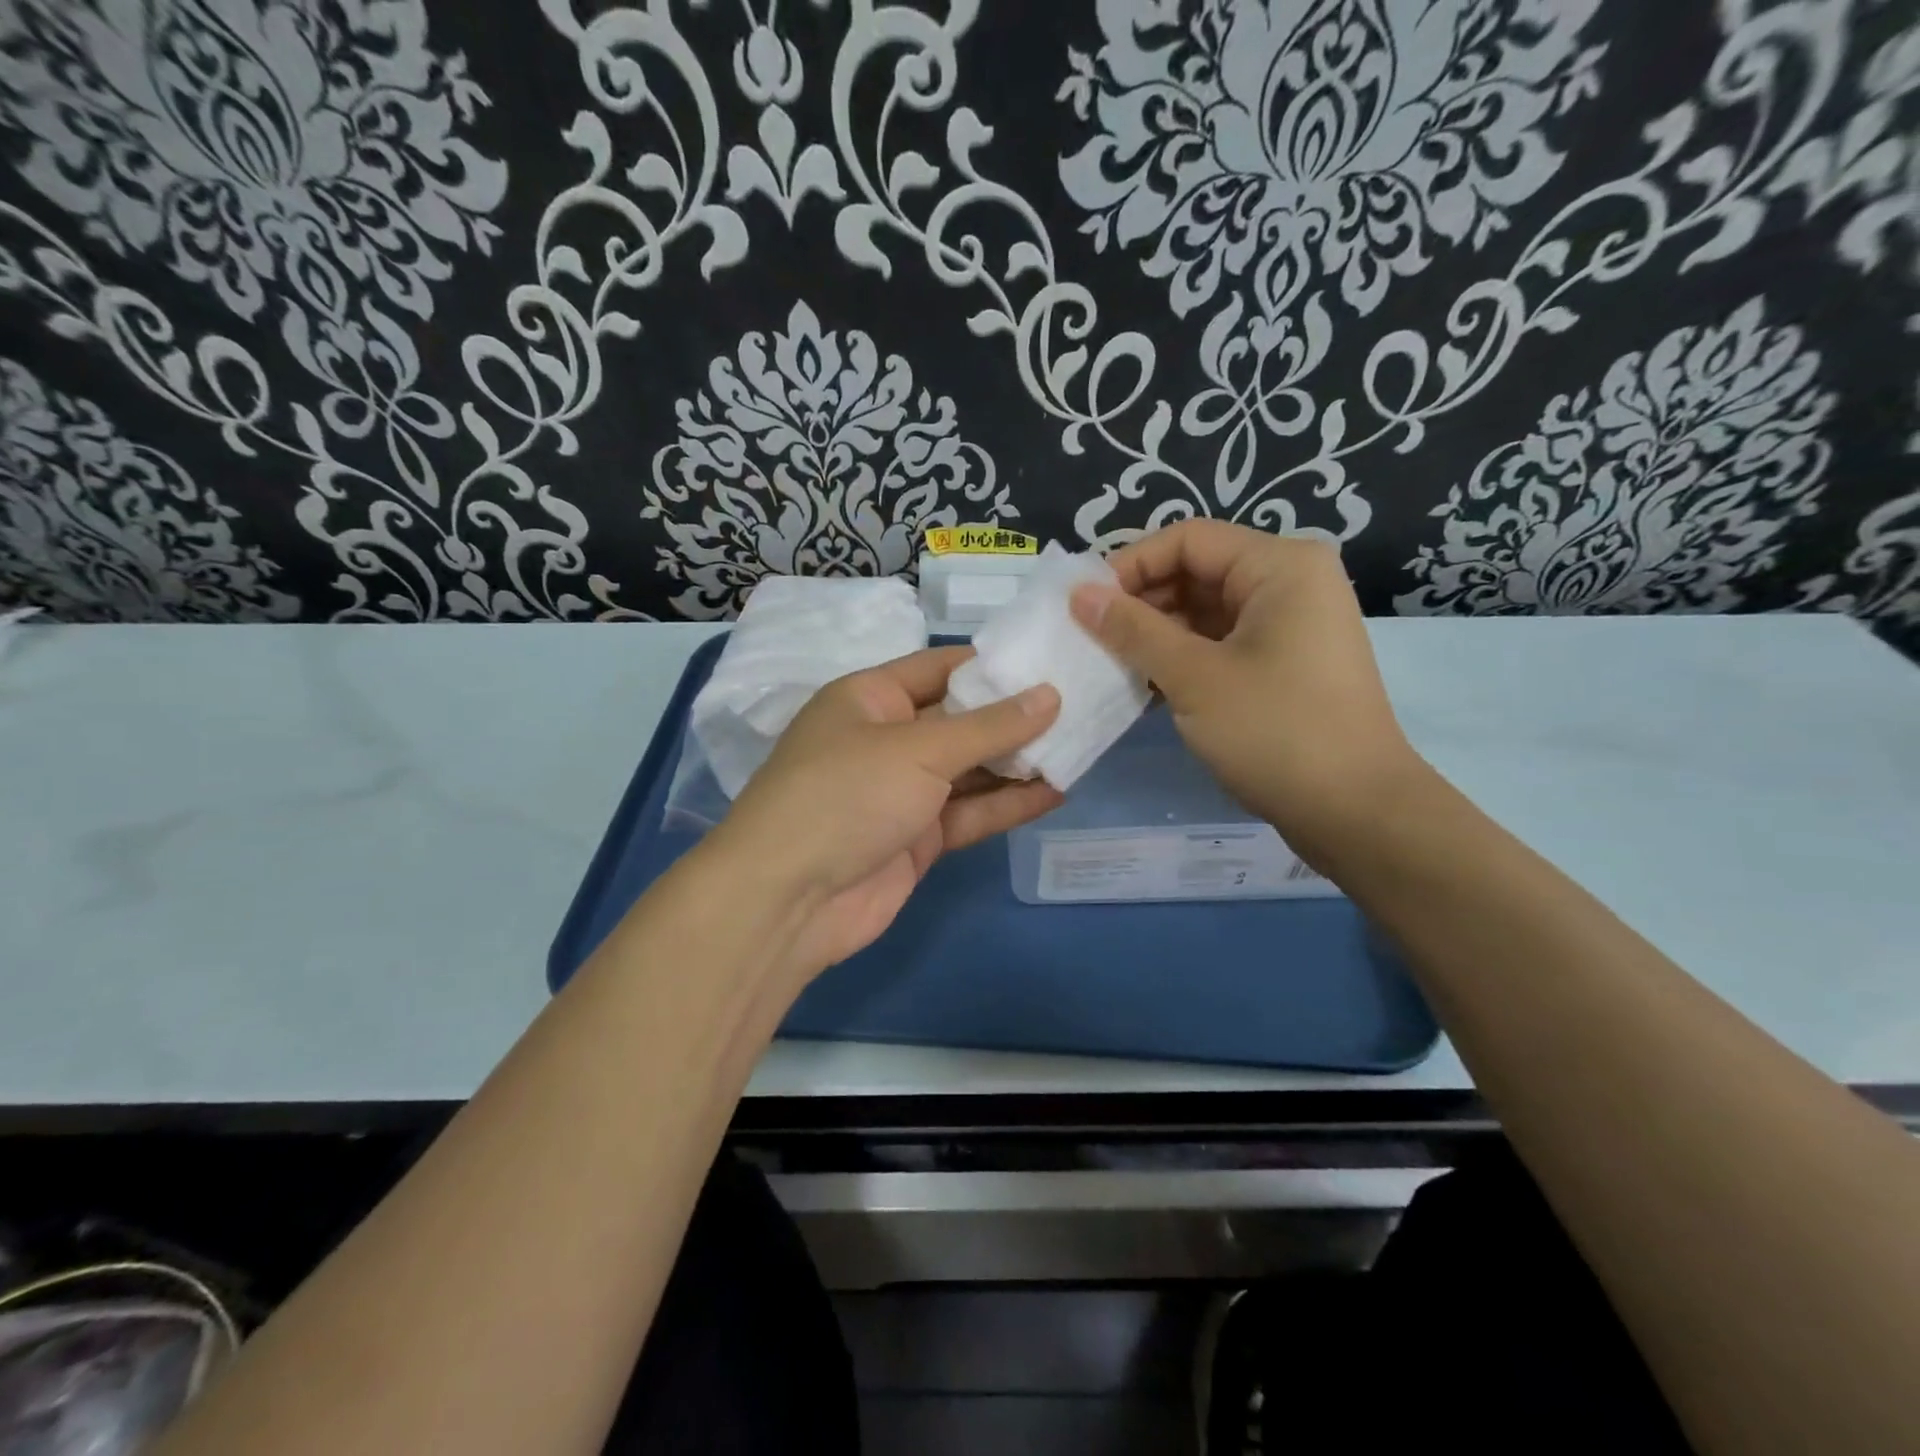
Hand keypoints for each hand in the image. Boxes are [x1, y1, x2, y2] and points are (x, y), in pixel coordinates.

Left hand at [700, 646, 1062, 979]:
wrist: (789, 899)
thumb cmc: (846, 795)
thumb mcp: (919, 749)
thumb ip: (989, 727)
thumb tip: (1050, 695)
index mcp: (870, 698)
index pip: (940, 667)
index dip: (993, 664)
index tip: (1049, 660)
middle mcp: (886, 740)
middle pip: (960, 720)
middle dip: (1014, 716)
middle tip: (1081, 705)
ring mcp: (901, 792)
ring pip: (969, 770)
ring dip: (1017, 763)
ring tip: (1080, 747)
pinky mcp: (917, 839)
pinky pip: (968, 814)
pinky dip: (1007, 804)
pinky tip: (1056, 793)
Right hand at [1069, 520, 1421, 862]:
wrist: (1355, 812)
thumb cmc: (1276, 732)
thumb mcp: (1194, 677)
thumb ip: (1133, 630)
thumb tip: (1079, 595)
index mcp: (1280, 566)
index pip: (1188, 539)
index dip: (1130, 565)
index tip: (1083, 604)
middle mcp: (1289, 583)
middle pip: (1197, 572)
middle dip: (1140, 602)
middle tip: (1089, 637)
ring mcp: (1289, 626)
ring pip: (1205, 612)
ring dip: (1155, 634)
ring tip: (1108, 663)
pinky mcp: (1282, 664)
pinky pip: (1220, 644)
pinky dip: (1181, 658)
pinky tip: (1143, 684)